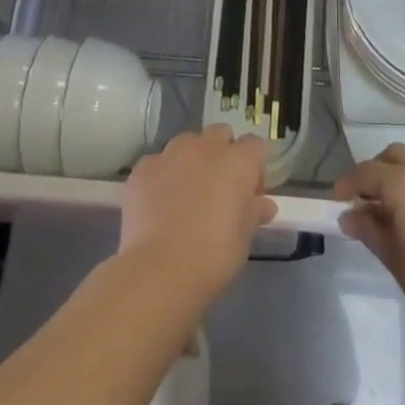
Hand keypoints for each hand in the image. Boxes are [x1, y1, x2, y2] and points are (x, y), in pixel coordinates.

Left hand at [119, 127, 277, 306]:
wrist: (159, 270)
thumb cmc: (213, 255)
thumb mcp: (244, 237)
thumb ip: (254, 212)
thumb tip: (263, 204)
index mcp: (237, 162)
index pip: (256, 146)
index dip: (256, 167)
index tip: (251, 193)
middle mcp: (204, 148)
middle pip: (220, 134)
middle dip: (224, 153)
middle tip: (220, 188)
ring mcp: (169, 155)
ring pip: (187, 143)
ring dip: (192, 159)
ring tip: (187, 192)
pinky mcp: (142, 169)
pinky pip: (158, 162)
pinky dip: (163, 175)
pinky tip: (159, 203)